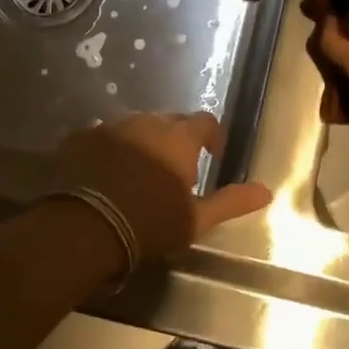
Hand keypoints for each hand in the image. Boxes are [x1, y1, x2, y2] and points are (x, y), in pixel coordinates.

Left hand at [55, 111, 271, 264]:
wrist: (84, 227)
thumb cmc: (149, 224)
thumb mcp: (196, 219)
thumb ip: (232, 202)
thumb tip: (267, 190)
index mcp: (178, 138)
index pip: (205, 121)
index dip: (212, 136)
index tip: (211, 156)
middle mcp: (147, 122)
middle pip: (169, 120)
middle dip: (177, 137)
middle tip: (175, 168)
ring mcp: (111, 126)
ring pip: (136, 126)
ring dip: (143, 141)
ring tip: (139, 171)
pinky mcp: (81, 137)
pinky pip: (104, 136)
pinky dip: (112, 149)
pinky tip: (107, 173)